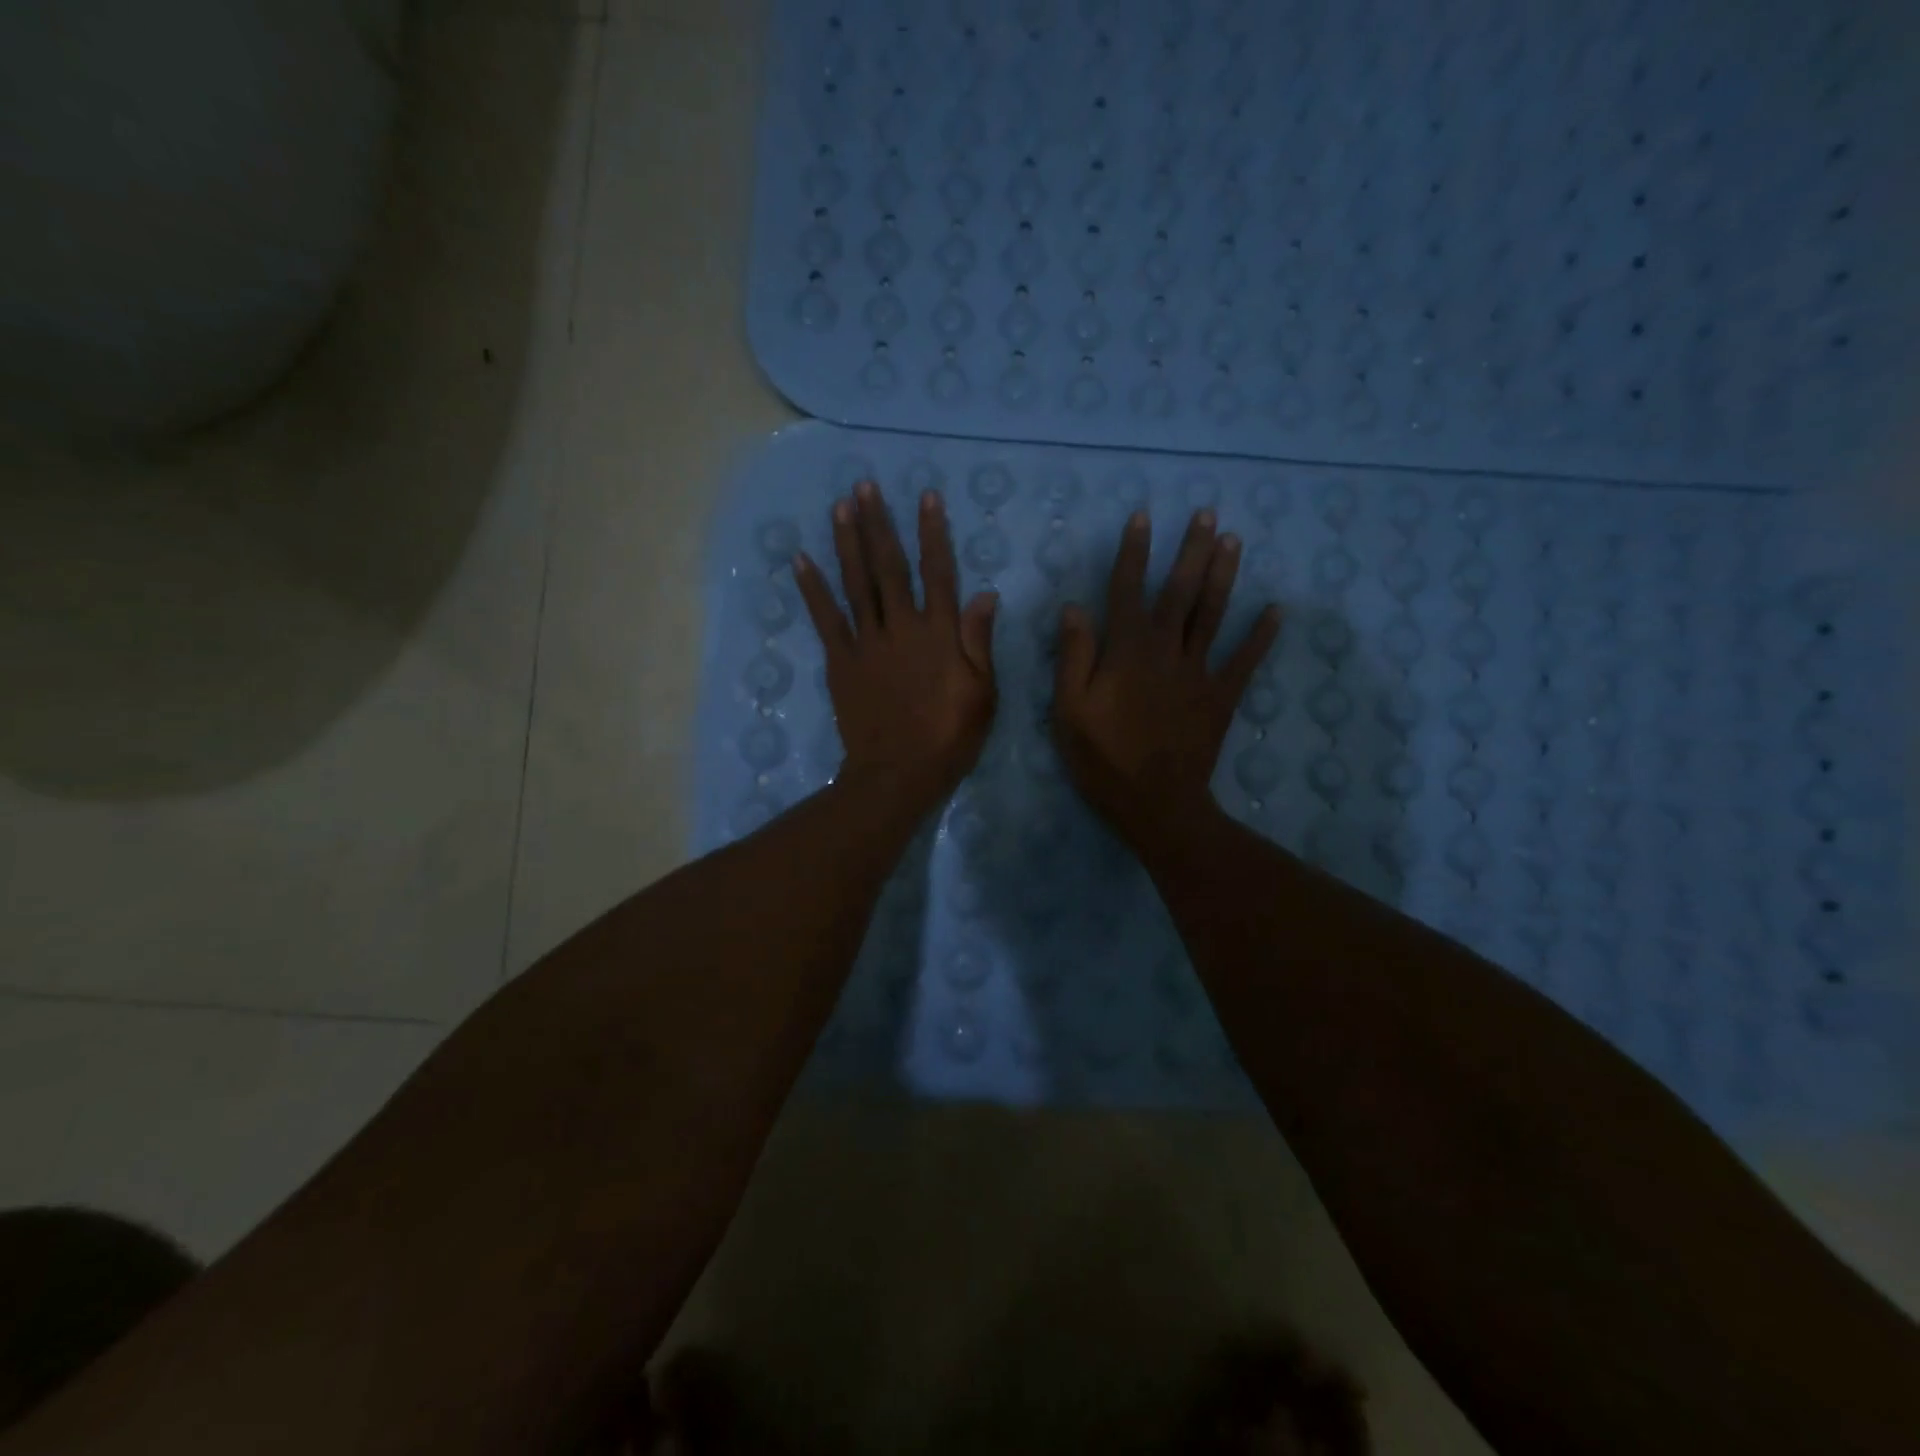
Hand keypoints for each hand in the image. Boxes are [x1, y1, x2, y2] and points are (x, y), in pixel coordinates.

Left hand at [794, 482, 998, 813]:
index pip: (938, 572)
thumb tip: (986, 594)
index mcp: (939, 633)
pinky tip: (801, 560)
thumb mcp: (983, 692)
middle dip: (878, 524)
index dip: (933, 533)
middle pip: (888, 567)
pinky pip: (826, 619)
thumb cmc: (950, 737)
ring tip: (839, 506)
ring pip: (855, 584)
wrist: (899, 772)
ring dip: (846, 543)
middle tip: (865, 486)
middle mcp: (901, 627)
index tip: (925, 496)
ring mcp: (867, 643)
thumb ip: (979, 641)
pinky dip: (813, 589)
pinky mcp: (841, 662)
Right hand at [1053, 509, 1279, 843]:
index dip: (1135, 552)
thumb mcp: (1069, 711)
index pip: (1128, 590)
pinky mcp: (1221, 697)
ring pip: (1213, 615)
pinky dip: (1261, 635)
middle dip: (1192, 550)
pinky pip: (1245, 661)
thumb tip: (1075, 608)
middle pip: (1180, 592)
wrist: (1155, 805)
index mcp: (1126, 652)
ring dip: (1224, 576)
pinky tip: (1276, 610)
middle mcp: (1166, 651)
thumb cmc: (1103, 760)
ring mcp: (1199, 673)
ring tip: (1234, 540)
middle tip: (1208, 513)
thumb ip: (1073, 657)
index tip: (1143, 517)